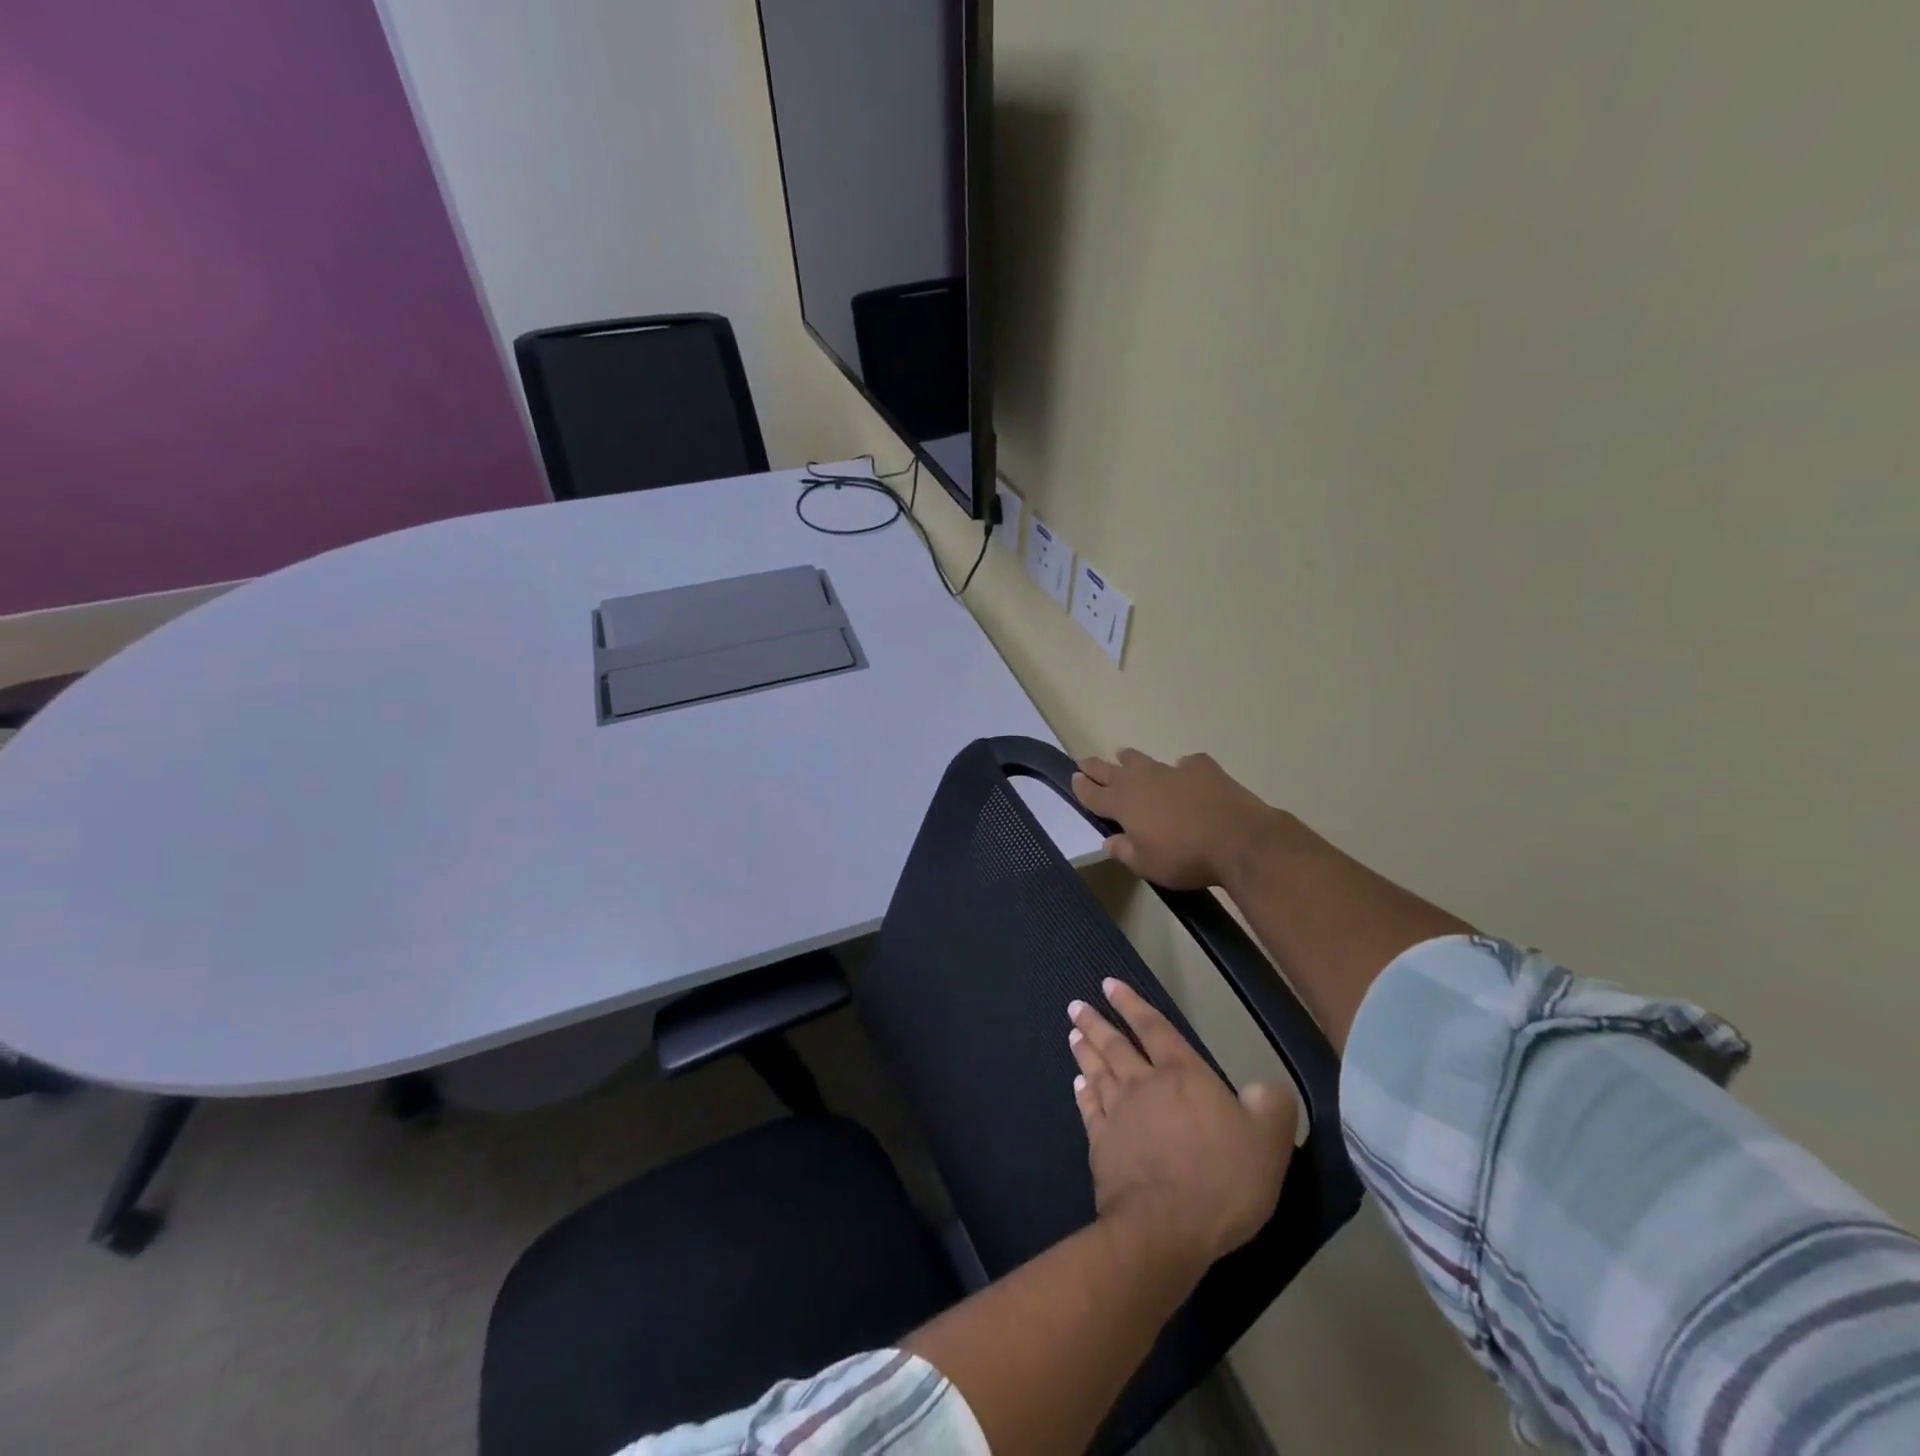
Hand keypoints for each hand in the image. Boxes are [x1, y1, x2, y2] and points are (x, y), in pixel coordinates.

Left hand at [1068, 979, 1295, 1273]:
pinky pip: (1089, 1109)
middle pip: (1116, 1045)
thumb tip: (1266, 1086)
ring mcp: (1118, 1114)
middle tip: (1076, 1005)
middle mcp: (1144, 1084)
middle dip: (1096, 1022)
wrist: (1166, 1226)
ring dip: (1085, 1050)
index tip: (1109, 984)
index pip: (1154, 1028)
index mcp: (1183, 1074)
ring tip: (1073, 1033)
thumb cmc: (1222, 1178)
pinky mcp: (1101, 1145)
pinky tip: (1078, 1084)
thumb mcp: (1268, 1140)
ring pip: (1097, 1071)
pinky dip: (1083, 1093)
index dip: (1132, 1004)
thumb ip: (1270, 1104)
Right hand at [1073, 749, 1283, 888]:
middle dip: (1096, 767)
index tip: (1073, 777)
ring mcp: (1174, 771)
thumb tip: (1109, 841)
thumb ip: (1124, 851)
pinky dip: (1182, 769)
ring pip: (1144, 760)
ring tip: (1124, 754)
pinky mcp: (1204, 769)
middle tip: (1084, 761)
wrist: (1238, 840)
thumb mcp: (1146, 865)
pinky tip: (1186, 773)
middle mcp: (1143, 781)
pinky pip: (1187, 764)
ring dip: (1131, 759)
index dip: (1082, 787)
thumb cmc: (1184, 857)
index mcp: (1124, 804)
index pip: (1094, 794)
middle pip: (1112, 771)